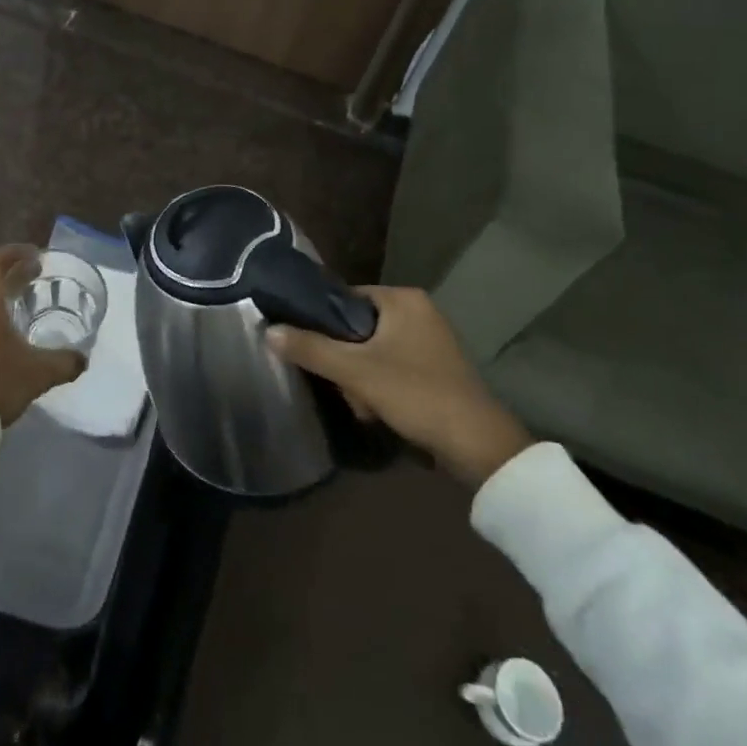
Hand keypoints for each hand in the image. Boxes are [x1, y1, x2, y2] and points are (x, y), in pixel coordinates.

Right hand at [267, 285, 532, 486]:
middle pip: (358, 327)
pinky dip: (382, 386)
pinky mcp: (438, 367)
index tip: (312, 349)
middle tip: (344, 385)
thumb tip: (268, 330)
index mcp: (404, 298)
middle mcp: (420, 310)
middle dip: (346, 360)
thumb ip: (310, 348)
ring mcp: (432, 339)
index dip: (324, 323)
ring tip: (363, 403)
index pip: (345, 298)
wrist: (479, 447)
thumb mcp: (356, 372)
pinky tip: (380, 410)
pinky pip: (394, 365)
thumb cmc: (416, 394)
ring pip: (374, 350)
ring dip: (362, 377)